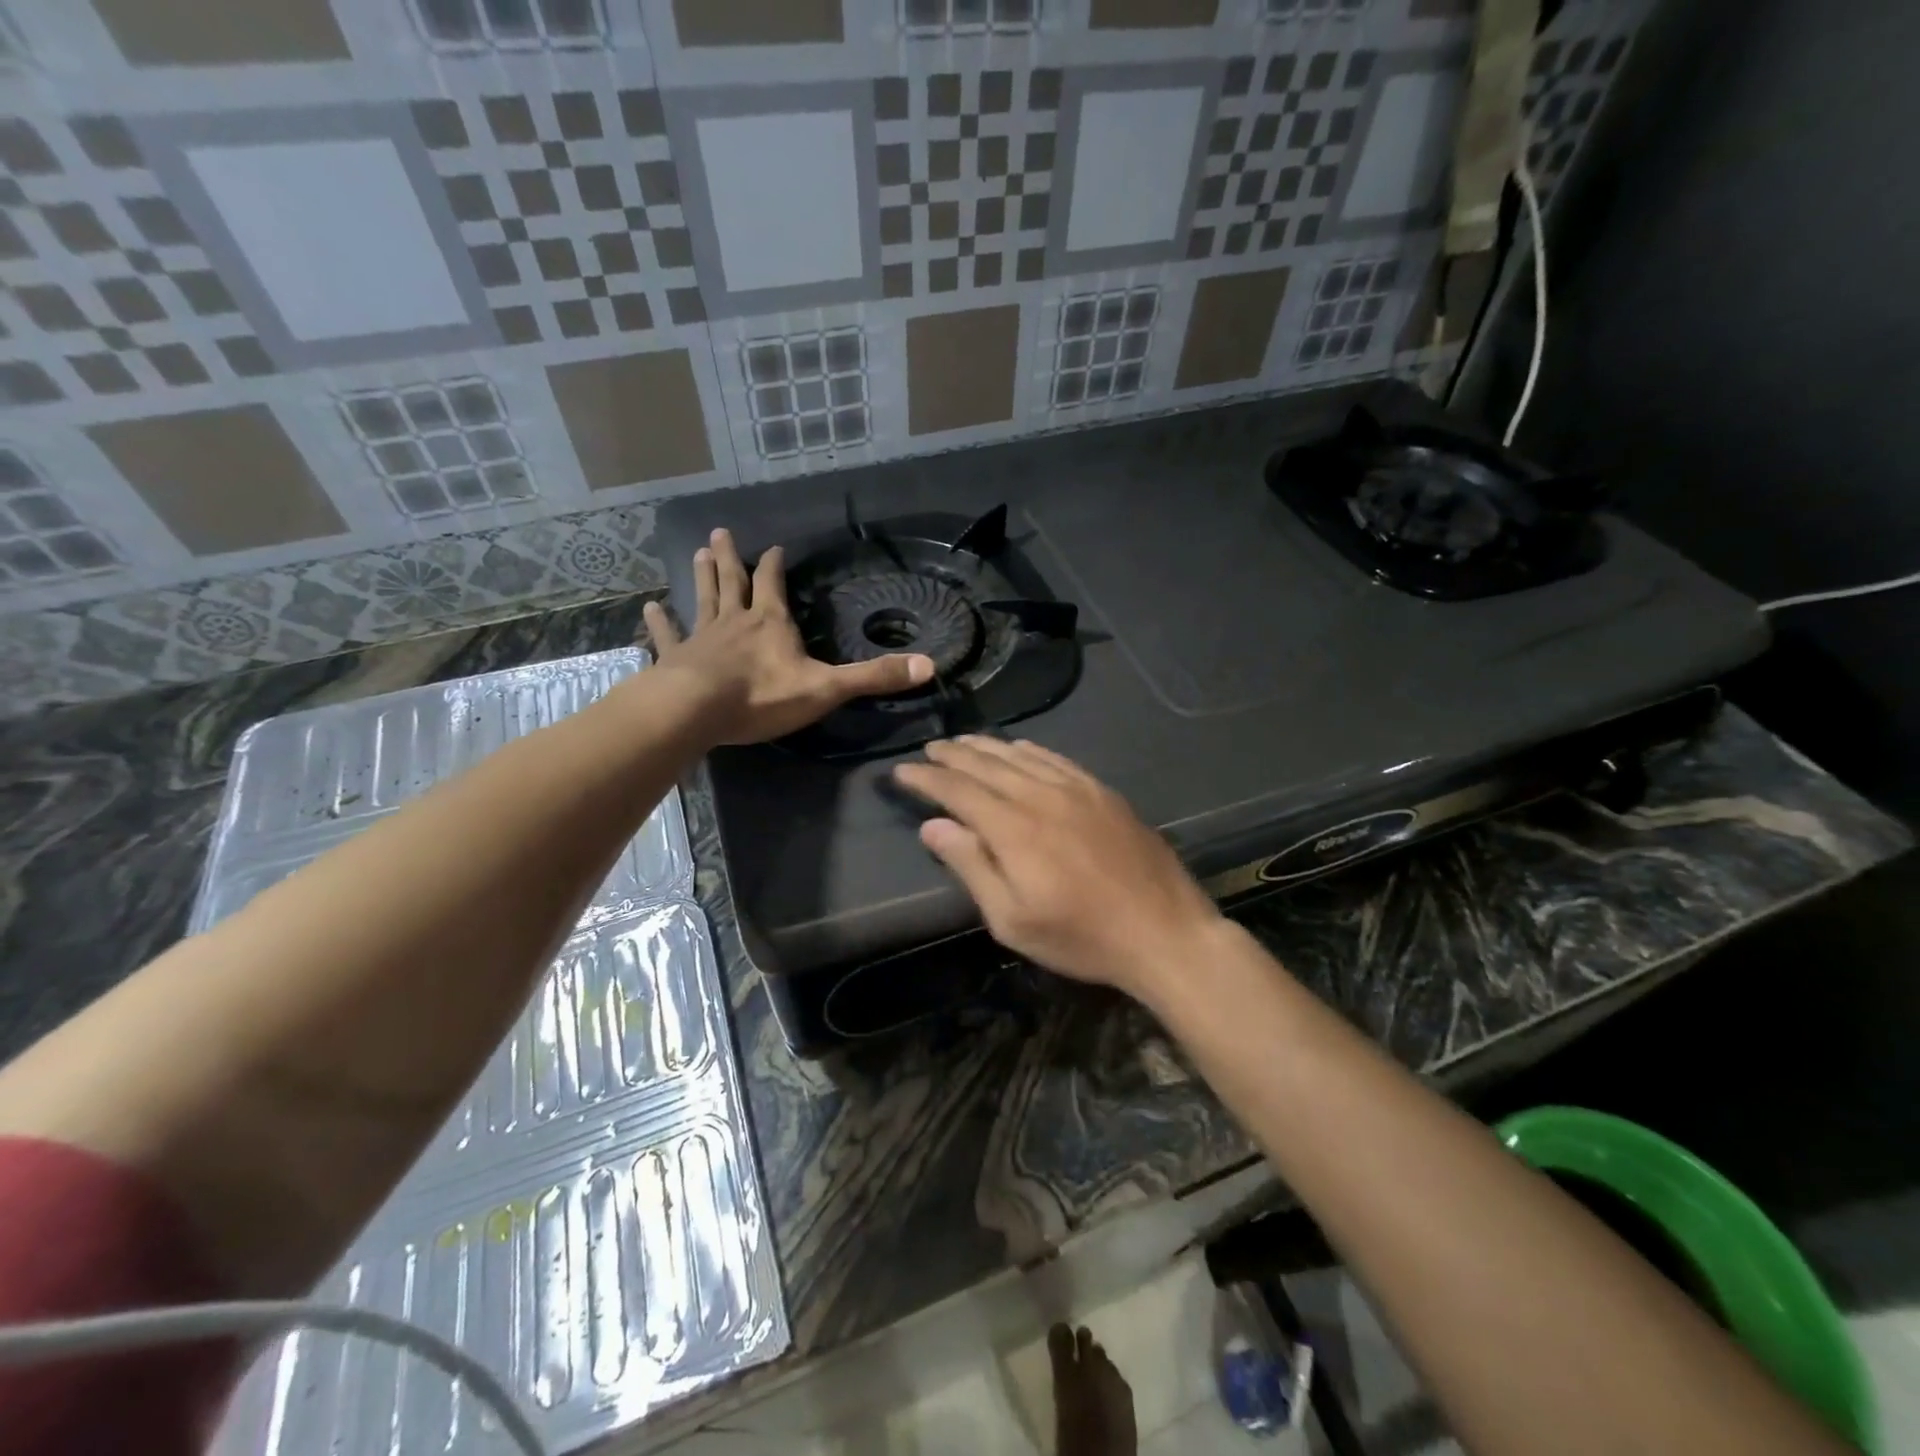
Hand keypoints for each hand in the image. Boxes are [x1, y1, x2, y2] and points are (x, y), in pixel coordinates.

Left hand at [644, 528, 934, 745]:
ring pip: (702, 600)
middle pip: (733, 583)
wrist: (698, 711)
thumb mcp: (827, 687)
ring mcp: (701, 638)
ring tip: (698, 552)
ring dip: (701, 577)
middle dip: (731, 559)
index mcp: (771, 624)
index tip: (775, 548)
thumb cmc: (762, 697)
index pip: (774, 586)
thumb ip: (874, 677)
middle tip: (720, 533)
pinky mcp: (676, 659)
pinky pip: (668, 636)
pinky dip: (659, 624)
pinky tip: (649, 609)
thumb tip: (929, 666)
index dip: (776, 567)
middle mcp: (734, 622)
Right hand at [892, 736, 1223, 998]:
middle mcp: (1041, 797)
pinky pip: (1056, 759)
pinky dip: (1029, 750)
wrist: (1164, 931)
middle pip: (987, 765)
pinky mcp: (1102, 792)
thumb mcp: (1013, 920)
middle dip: (953, 756)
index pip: (958, 791)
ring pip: (1020, 757)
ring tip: (962, 742)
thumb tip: (933, 826)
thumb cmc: (1082, 937)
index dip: (927, 779)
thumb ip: (972, 867)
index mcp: (1014, 829)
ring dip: (986, 747)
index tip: (901, 771)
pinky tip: (1019, 748)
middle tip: (929, 749)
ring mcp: (1077, 790)